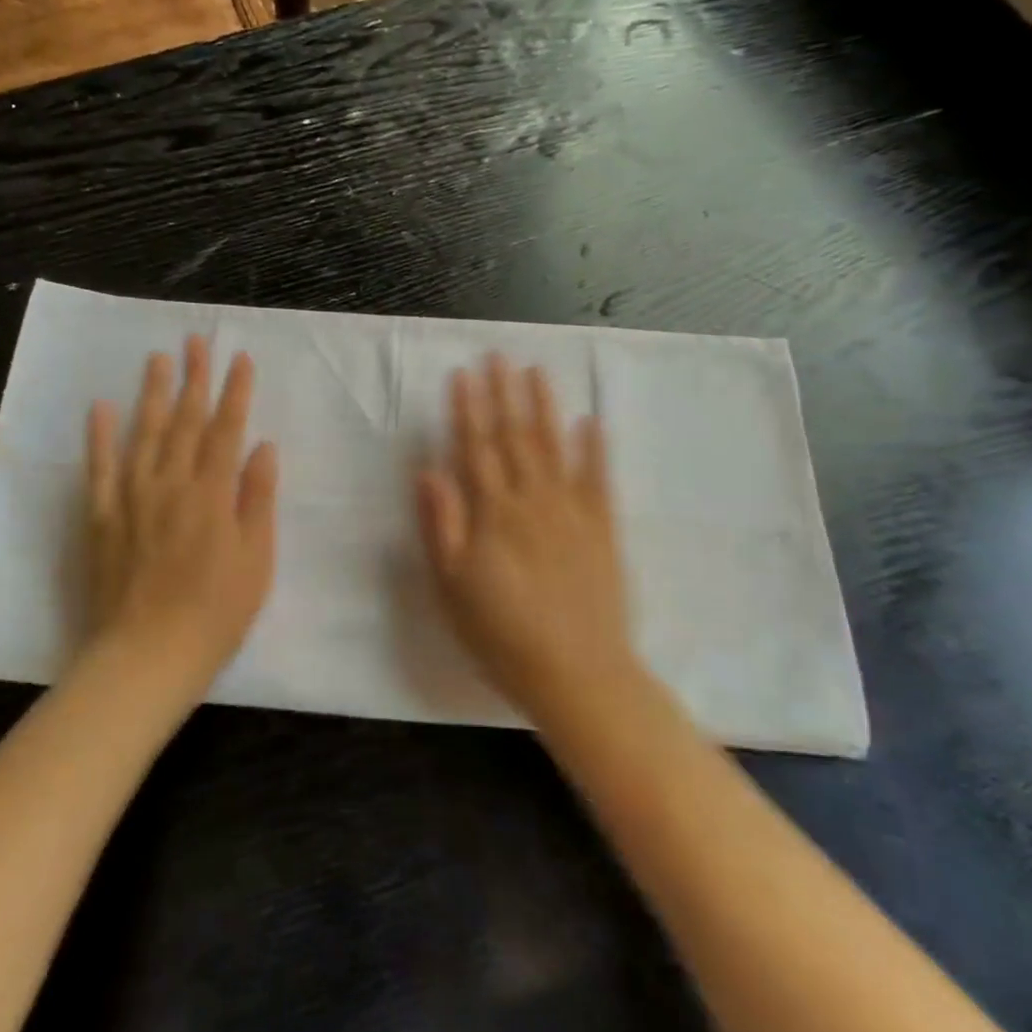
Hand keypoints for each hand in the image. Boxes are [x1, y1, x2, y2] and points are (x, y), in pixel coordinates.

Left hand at [84, 336, 277, 694]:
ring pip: (144, 434)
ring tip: (157, 358)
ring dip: (153, 394)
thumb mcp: (256, 560)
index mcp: (212, 494)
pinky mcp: (102, 517)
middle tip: (196, 340)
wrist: (148, 654)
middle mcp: (171, 484)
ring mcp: (132, 498)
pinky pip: (100, 468)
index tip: (240, 358)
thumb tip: (262, 446)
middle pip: (185, 421)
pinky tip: (102, 407)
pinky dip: (100, 436)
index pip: (226, 430)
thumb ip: (258, 499)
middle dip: (194, 378)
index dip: (235, 392)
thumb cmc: (216, 613)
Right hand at [414, 355, 640, 718]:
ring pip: (555, 447)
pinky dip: (594, 448)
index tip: (463, 374)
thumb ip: (442, 526)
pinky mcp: (603, 529)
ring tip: (536, 372)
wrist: (578, 675)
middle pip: (514, 438)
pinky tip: (591, 421)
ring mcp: (572, 512)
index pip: (476, 449)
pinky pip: (599, 479)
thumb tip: (428, 471)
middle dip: (503, 394)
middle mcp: (533, 501)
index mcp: (493, 514)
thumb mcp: (453, 588)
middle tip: (498, 356)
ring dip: (544, 407)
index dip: (467, 409)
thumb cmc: (501, 635)